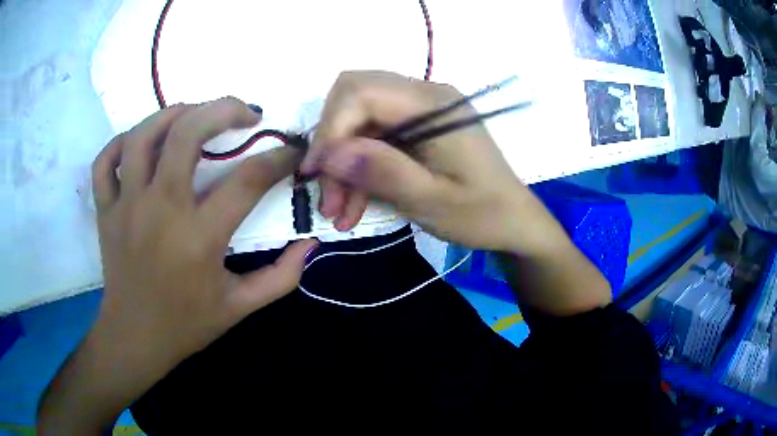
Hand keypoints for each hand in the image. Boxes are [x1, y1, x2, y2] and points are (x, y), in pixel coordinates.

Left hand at [38, 97, 316, 432]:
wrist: (136, 337)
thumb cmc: (187, 324)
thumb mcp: (241, 308)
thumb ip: (281, 277)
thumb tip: (310, 244)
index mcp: (198, 239)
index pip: (247, 181)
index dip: (278, 159)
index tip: (291, 153)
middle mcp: (160, 211)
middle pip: (186, 134)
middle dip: (223, 109)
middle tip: (245, 113)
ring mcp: (126, 207)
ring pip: (142, 136)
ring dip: (173, 113)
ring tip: (195, 114)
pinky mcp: (105, 210)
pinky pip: (105, 161)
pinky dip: (120, 142)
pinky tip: (140, 142)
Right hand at [301, 71, 568, 254]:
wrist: (513, 220)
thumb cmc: (481, 213)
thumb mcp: (431, 200)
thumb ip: (382, 172)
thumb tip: (328, 154)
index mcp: (433, 104)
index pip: (360, 92)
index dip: (330, 129)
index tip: (317, 174)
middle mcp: (424, 94)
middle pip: (353, 98)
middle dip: (332, 146)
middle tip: (328, 196)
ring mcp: (420, 109)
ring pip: (359, 121)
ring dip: (342, 164)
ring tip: (339, 213)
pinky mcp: (417, 126)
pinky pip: (374, 137)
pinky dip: (359, 169)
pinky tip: (354, 205)